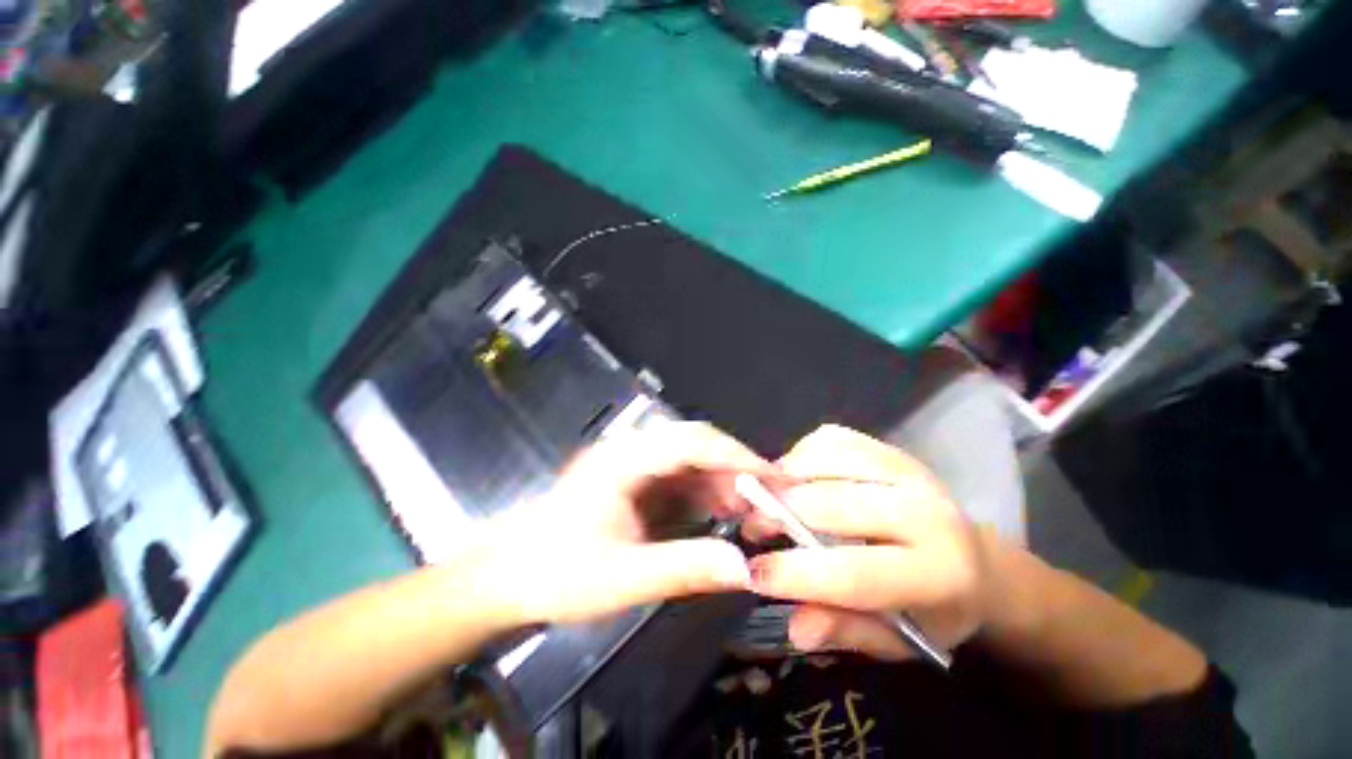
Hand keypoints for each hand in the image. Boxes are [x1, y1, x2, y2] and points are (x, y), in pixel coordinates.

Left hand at [483, 421, 771, 625]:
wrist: (506, 577)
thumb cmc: (556, 574)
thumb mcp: (622, 578)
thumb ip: (684, 569)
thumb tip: (745, 568)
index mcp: (623, 460)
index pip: (690, 441)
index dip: (735, 455)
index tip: (772, 479)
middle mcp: (630, 451)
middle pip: (692, 443)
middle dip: (733, 467)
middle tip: (767, 498)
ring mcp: (631, 464)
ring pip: (689, 459)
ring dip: (721, 480)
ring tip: (751, 510)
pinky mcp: (633, 481)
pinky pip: (678, 477)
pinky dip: (704, 492)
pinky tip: (721, 513)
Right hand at [744, 425, 995, 660]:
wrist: (976, 560)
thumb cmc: (934, 608)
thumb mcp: (899, 639)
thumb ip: (848, 630)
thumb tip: (796, 628)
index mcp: (939, 572)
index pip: (855, 572)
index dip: (797, 574)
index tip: (753, 573)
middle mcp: (926, 510)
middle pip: (833, 504)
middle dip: (779, 515)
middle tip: (752, 528)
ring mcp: (906, 469)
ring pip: (827, 461)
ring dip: (786, 479)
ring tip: (768, 498)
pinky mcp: (889, 447)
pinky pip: (831, 438)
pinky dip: (802, 454)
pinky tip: (796, 476)